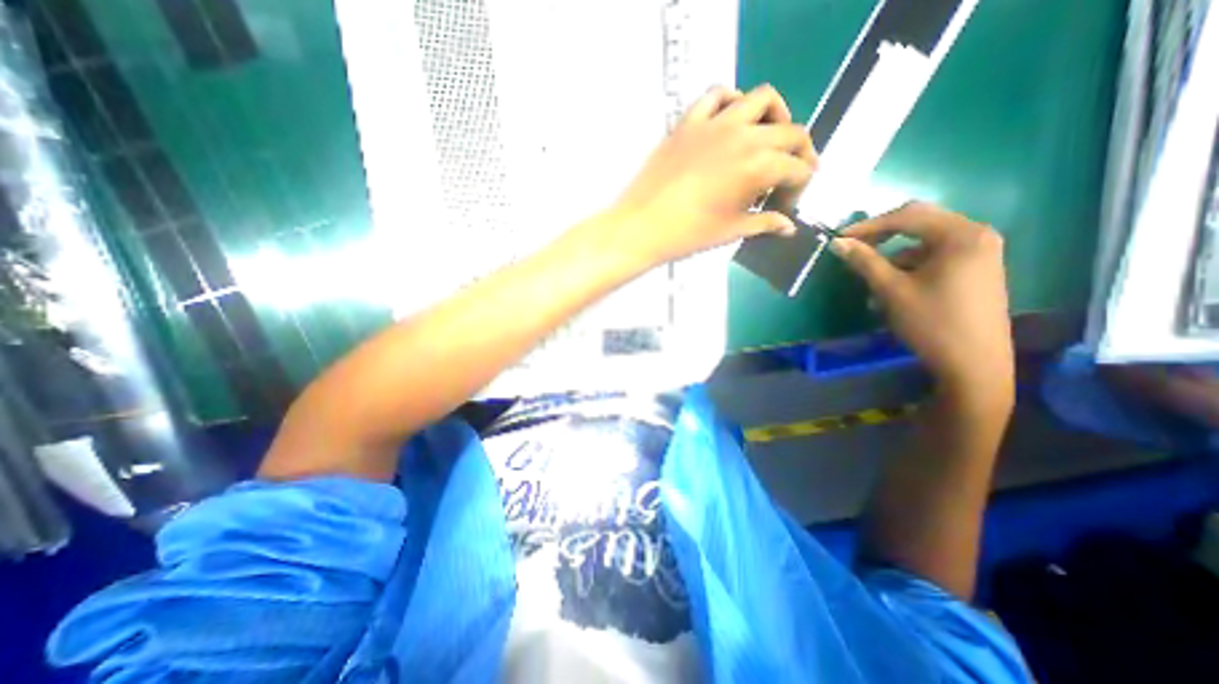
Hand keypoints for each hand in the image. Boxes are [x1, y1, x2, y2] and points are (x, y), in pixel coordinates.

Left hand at [610, 83, 816, 266]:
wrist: (642, 226)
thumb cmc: (688, 235)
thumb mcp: (731, 231)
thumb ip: (764, 223)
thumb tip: (788, 227)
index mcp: (758, 166)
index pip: (797, 168)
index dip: (799, 187)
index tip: (786, 204)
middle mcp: (744, 136)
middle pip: (790, 132)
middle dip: (799, 153)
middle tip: (788, 174)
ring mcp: (715, 123)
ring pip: (762, 99)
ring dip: (775, 116)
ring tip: (768, 138)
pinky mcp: (689, 121)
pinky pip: (717, 95)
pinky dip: (732, 101)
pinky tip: (731, 121)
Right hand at [834, 202, 1014, 405]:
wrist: (974, 365)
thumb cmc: (931, 323)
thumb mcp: (891, 290)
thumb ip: (864, 262)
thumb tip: (837, 243)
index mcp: (961, 235)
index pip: (907, 216)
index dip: (868, 226)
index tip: (839, 238)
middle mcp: (977, 235)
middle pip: (920, 222)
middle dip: (882, 235)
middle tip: (854, 248)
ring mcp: (981, 252)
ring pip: (925, 242)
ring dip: (894, 255)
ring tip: (872, 280)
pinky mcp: (977, 270)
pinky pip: (936, 257)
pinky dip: (911, 267)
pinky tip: (894, 289)